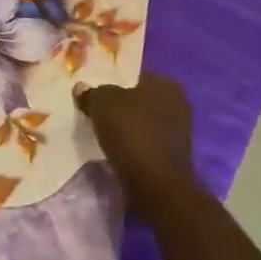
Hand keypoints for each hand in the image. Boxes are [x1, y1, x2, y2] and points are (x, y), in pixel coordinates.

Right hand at [77, 72, 198, 217]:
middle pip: (139, 99)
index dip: (112, 82)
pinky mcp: (172, 155)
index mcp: (165, 83)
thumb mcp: (101, 104)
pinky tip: (115, 150)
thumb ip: (92, 93)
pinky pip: (145, 142)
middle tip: (95, 112)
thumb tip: (82, 88)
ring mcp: (178, 131)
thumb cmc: (131, 133)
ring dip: (126, 127)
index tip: (94, 93)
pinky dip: (132, 145)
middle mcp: (177, 103)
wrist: (156, 184)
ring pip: (142, 122)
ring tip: (101, 133)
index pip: (134, 75)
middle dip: (120, 105)